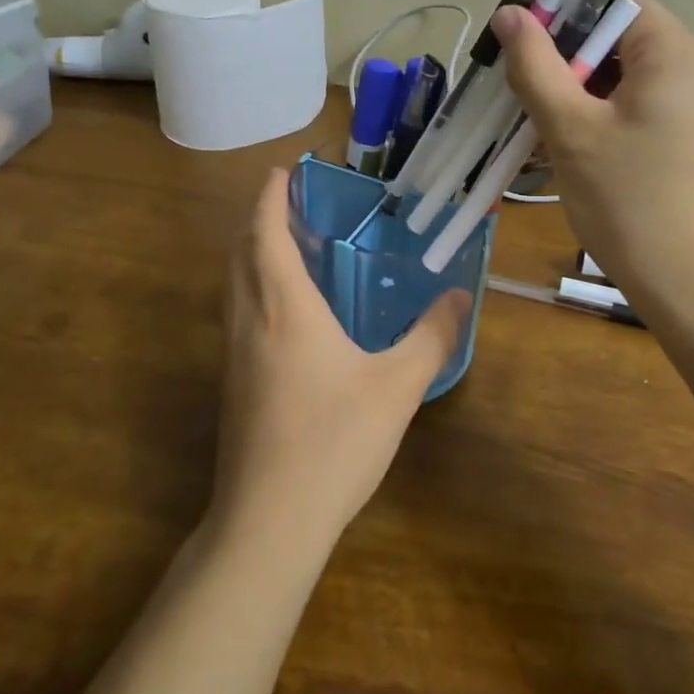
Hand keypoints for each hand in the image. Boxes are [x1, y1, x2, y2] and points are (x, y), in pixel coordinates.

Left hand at [215, 169, 469, 552]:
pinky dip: (254, 288)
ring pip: (234, 284)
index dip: (271, 198)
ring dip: (253, 253)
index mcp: (284, 308)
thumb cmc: (334, 441)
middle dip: (260, 220)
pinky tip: (285, 312)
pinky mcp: (232, 384)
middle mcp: (250, 320)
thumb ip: (432, 336)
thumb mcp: (398, 386)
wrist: (268, 521)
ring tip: (288, 247)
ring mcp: (233, 354)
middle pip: (242, 252)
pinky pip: (238, 313)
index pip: (266, 233)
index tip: (283, 172)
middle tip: (293, 205)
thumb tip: (460, 296)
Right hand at [492, 0, 693, 312]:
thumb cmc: (630, 201)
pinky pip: (643, 113)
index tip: (520, 55)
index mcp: (677, 50)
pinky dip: (606, 124)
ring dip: (580, 100)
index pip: (612, 6)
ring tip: (540, 134)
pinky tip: (574, 156)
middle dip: (565, 67)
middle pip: (619, 43)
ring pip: (626, 83)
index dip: (561, 20)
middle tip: (521, 101)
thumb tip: (511, 13)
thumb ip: (536, 66)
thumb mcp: (571, 130)